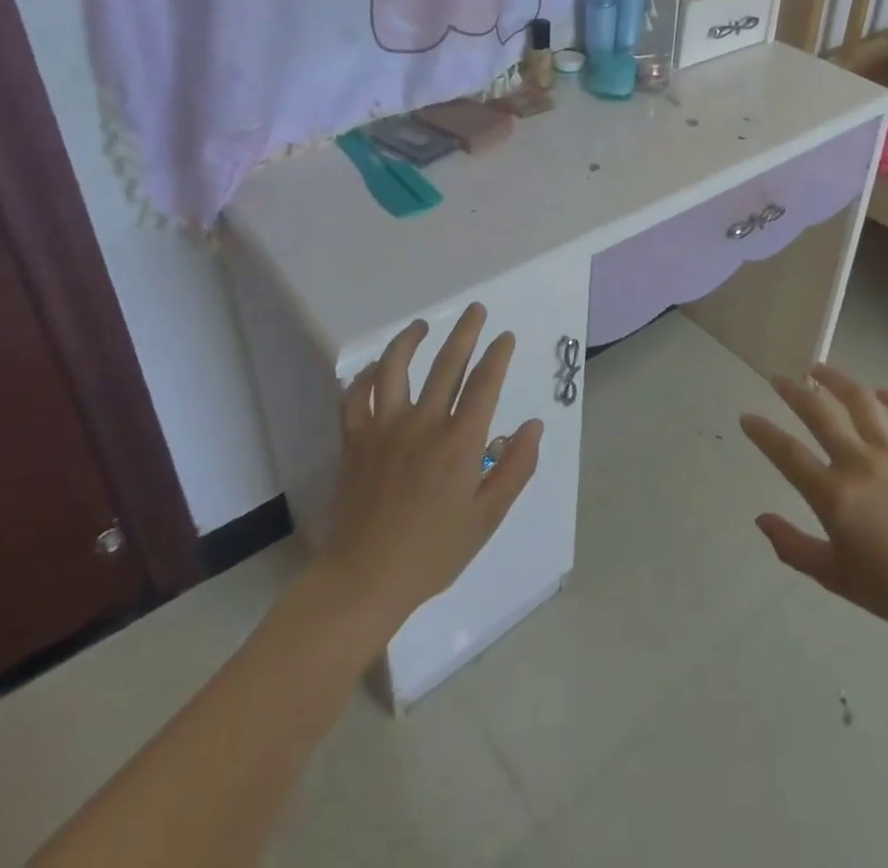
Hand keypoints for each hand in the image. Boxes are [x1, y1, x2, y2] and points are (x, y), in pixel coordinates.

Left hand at [315, 304, 542, 628]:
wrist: (364, 579)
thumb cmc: (433, 552)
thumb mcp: (487, 518)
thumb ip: (515, 468)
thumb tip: (533, 425)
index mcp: (459, 442)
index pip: (484, 383)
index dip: (498, 355)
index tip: (505, 337)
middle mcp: (423, 423)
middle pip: (446, 364)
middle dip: (465, 332)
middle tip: (475, 310)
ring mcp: (384, 429)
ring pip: (395, 368)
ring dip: (410, 340)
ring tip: (422, 325)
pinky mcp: (354, 441)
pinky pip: (355, 397)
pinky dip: (364, 377)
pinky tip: (374, 368)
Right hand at [741, 365, 887, 639]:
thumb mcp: (834, 577)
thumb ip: (792, 546)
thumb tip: (761, 520)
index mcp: (833, 495)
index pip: (787, 453)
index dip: (763, 432)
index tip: (747, 417)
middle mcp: (858, 463)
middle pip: (819, 414)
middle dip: (793, 392)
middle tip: (777, 377)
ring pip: (860, 402)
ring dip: (837, 380)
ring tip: (819, 368)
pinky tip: (879, 392)